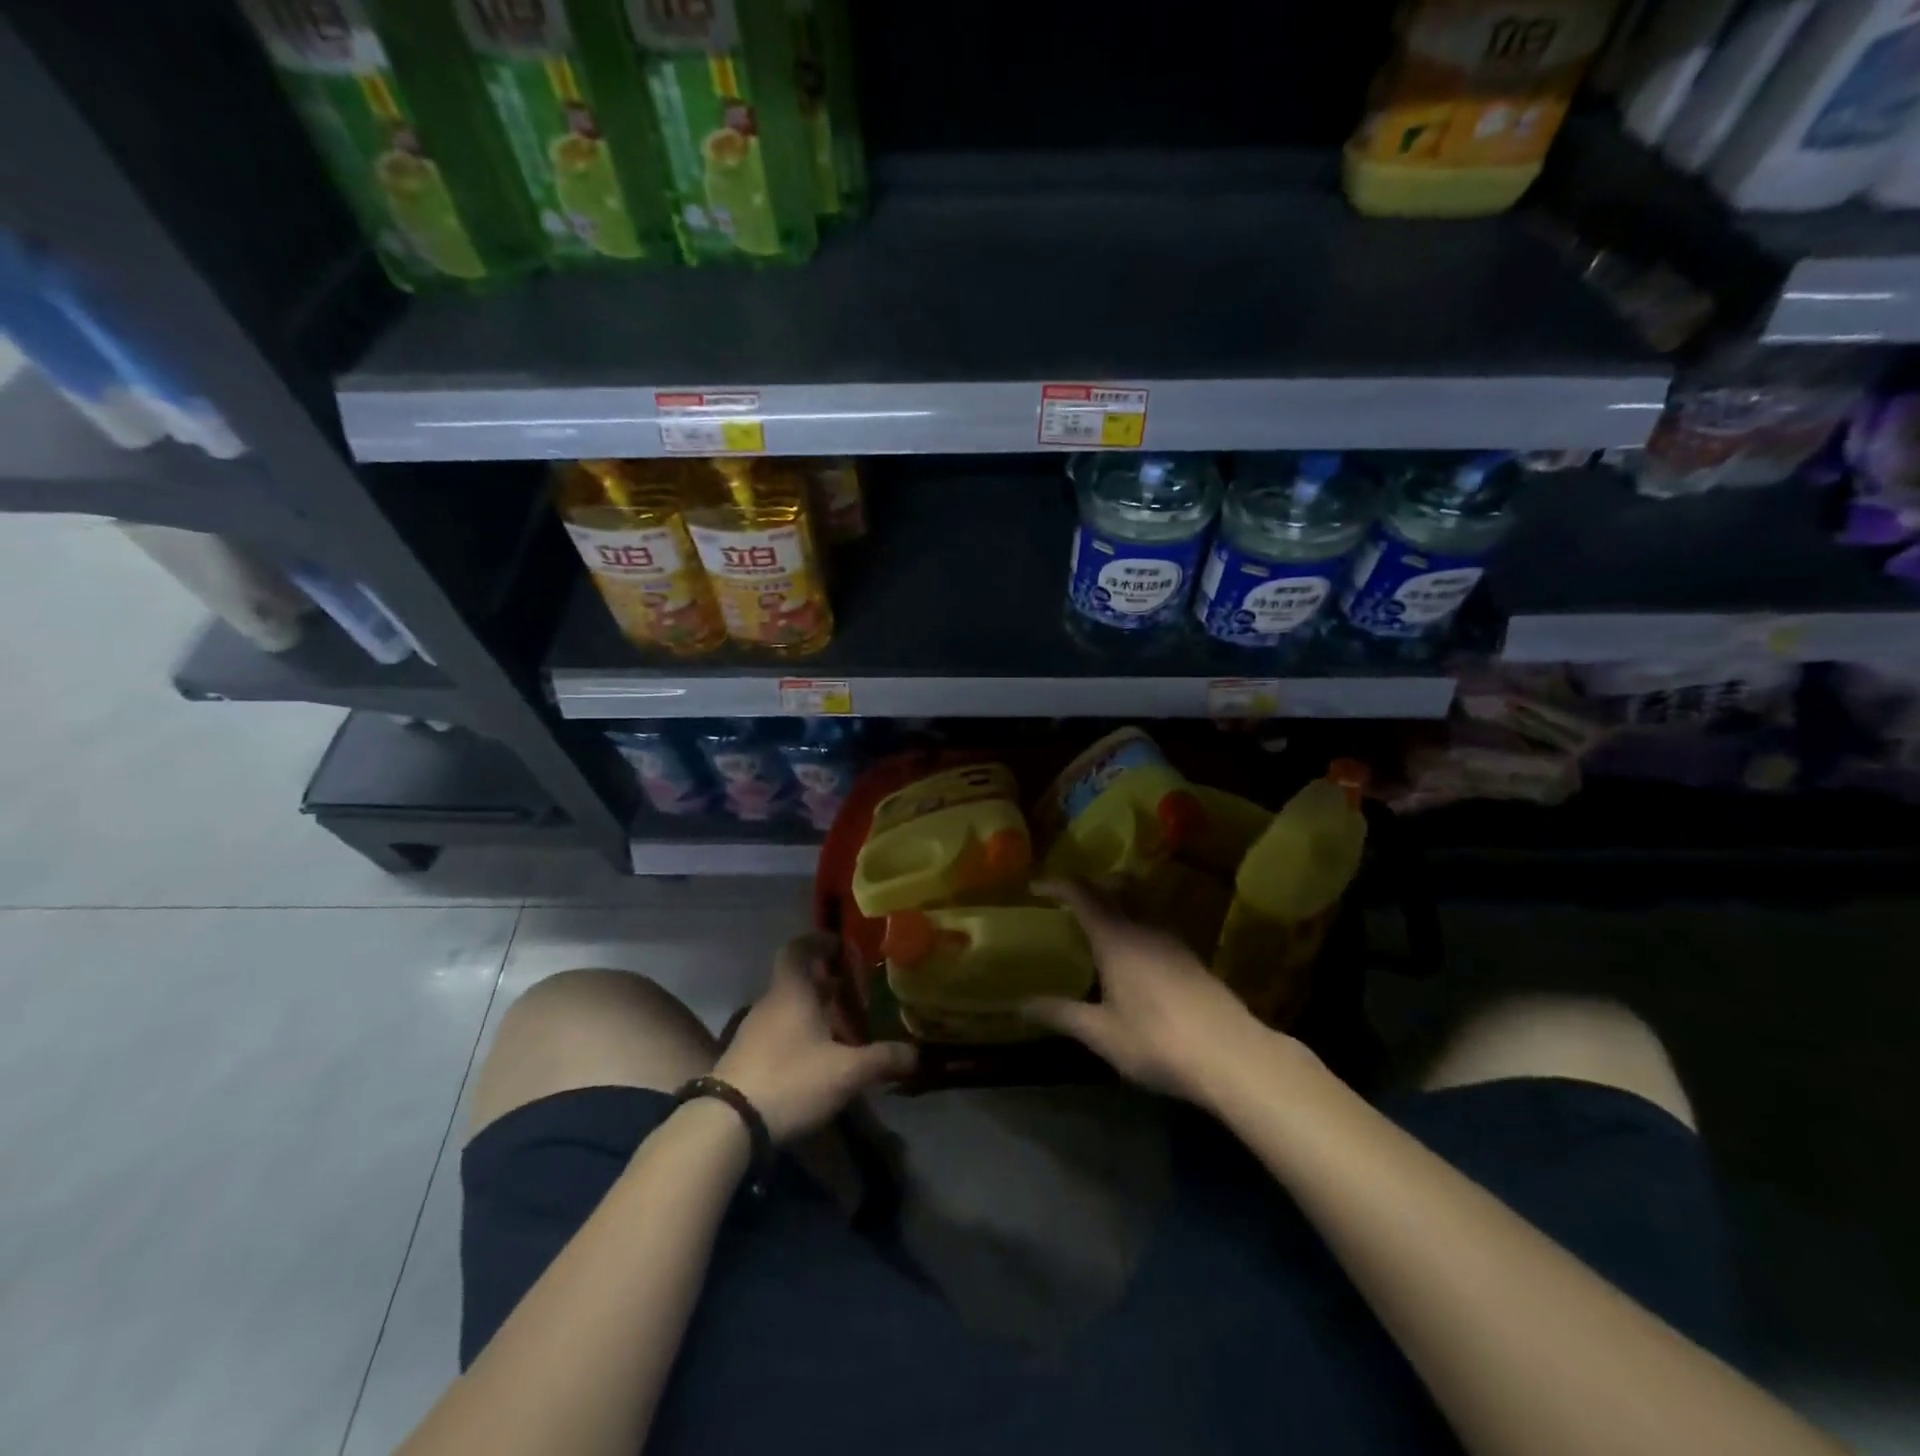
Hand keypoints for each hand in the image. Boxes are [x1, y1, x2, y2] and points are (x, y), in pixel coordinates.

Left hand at [715, 934, 914, 1142]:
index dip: (820, 942)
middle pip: (797, 979)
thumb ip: (882, 1059)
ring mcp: (753, 1031)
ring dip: (813, 1011)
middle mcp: (770, 1003)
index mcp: (792, 991)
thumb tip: (915, 1054)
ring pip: (788, 1008)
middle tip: (854, 993)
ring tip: (842, 1029)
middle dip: (826, 982)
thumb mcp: (845, 1072)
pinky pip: (778, 1032)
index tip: (842, 948)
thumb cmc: (791, 1080)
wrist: (726, 1125)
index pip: (799, 948)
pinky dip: (799, 1035)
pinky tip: (818, 1059)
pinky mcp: (746, 1058)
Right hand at [1025, 880, 1277, 1105]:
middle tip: (1066, 901)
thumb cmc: (1157, 1041)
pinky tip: (1131, 960)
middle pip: (1116, 888)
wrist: (1231, 1056)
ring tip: (1096, 930)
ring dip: (1116, 905)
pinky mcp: (1191, 958)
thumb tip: (1021, 1004)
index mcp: (1116, 938)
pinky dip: (1134, 927)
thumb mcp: (1101, 1033)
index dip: (1057, 884)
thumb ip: (1061, 1013)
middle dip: (1089, 887)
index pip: (1082, 894)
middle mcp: (1144, 928)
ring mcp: (1173, 941)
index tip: (1036, 886)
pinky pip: (1154, 927)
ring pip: (1139, 906)